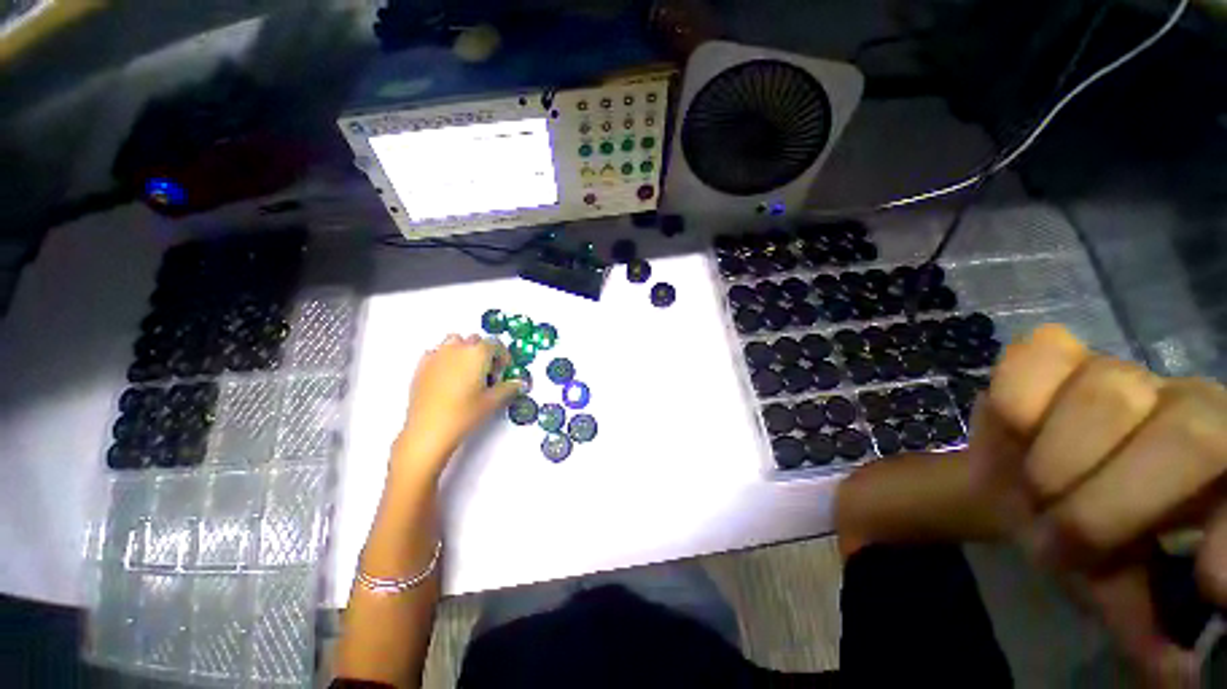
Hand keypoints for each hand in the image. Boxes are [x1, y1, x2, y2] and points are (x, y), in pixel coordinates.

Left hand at [395, 334, 522, 477]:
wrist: (429, 431)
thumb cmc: (463, 414)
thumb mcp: (493, 401)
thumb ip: (509, 388)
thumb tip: (518, 384)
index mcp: (477, 353)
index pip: (495, 344)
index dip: (502, 356)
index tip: (504, 369)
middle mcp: (456, 349)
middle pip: (475, 340)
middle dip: (484, 352)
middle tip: (488, 373)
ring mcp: (437, 356)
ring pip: (454, 342)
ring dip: (464, 351)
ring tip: (468, 372)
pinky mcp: (421, 367)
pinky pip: (436, 353)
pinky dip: (445, 359)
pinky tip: (449, 377)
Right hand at [969, 324, 1226, 684]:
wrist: (1027, 486)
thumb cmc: (1088, 541)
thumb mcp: (1119, 589)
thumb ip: (1149, 624)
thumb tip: (1176, 673)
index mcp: (1222, 470)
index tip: (1208, 583)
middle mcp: (1189, 406)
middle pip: (1187, 432)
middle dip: (1107, 506)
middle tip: (1059, 543)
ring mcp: (1119, 371)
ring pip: (1106, 394)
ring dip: (1055, 462)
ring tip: (1033, 493)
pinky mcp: (1053, 354)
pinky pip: (1034, 358)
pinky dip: (1017, 396)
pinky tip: (1014, 426)